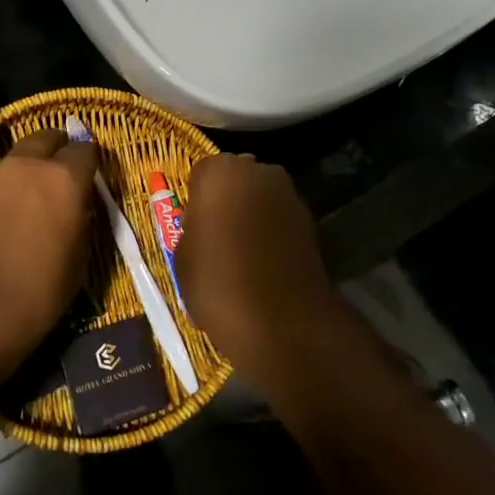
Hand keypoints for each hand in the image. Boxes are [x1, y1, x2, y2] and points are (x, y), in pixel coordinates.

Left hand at [0, 129, 96, 372]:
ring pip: (9, 164)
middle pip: (43, 138)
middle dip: (53, 150)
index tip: (87, 175)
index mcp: (62, 180)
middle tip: (54, 174)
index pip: (84, 149)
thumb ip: (78, 219)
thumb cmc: (37, 295)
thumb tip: (73, 207)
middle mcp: (24, 167)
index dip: (87, 161)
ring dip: (18, 178)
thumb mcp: (77, 260)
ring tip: (15, 209)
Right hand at [178, 154, 338, 381]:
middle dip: (227, 200)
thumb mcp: (183, 258)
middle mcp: (258, 171)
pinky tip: (265, 264)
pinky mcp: (311, 221)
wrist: (283, 323)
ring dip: (252, 215)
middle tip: (216, 236)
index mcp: (219, 172)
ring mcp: (289, 194)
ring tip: (242, 253)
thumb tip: (203, 227)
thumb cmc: (218, 284)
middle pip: (235, 178)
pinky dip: (273, 233)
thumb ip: (192, 229)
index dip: (196, 198)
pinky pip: (280, 219)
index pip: (201, 173)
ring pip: (260, 197)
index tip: (193, 226)